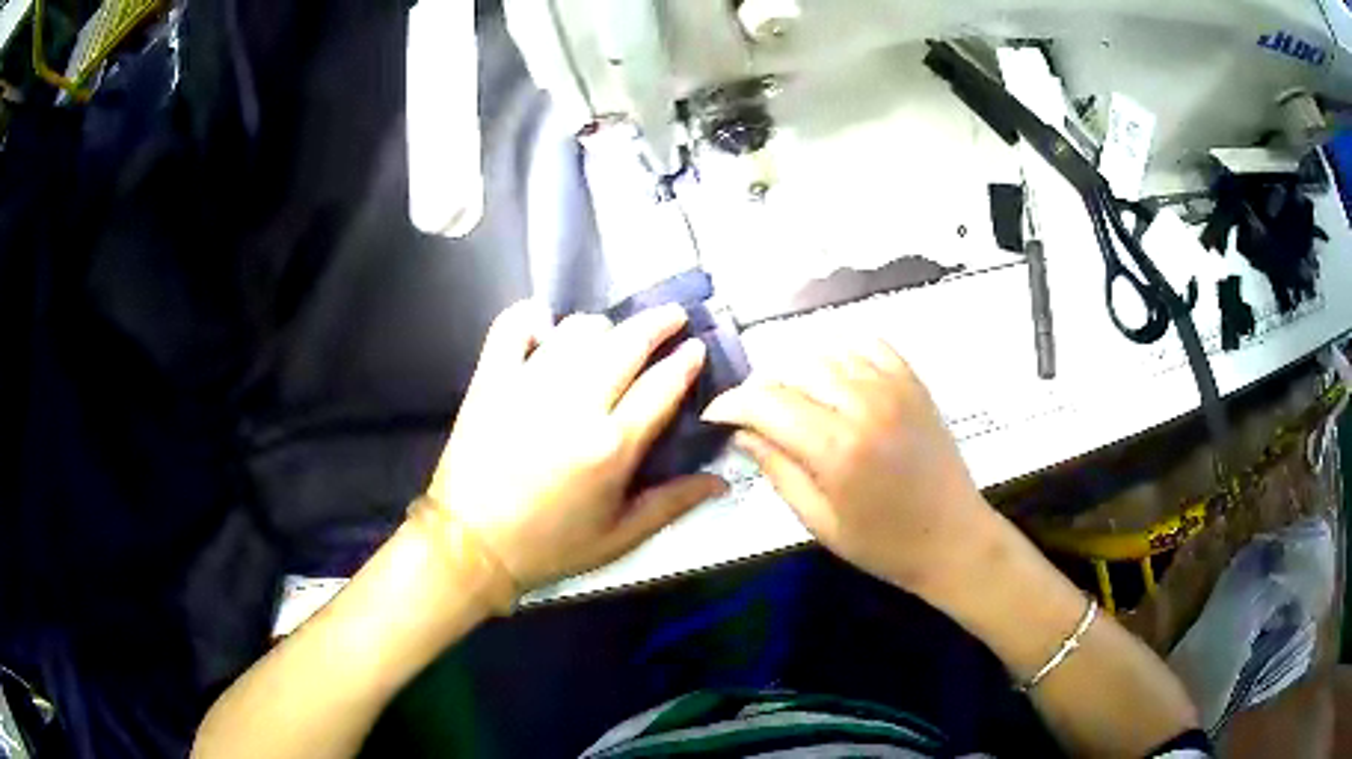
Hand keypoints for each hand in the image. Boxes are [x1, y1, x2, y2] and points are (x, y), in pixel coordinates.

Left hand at [426, 301, 727, 593]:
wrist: (471, 546)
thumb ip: (674, 502)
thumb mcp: (620, 536)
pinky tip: (542, 323)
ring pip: (577, 331)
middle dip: (658, 323)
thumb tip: (722, 481)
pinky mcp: (490, 380)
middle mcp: (574, 405)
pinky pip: (511, 328)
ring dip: (602, 327)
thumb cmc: (550, 545)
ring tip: (609, 335)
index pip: (662, 386)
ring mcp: (527, 386)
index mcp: (611, 446)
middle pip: (626, 344)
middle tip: (672, 316)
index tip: (696, 346)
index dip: (685, 361)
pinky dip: (529, 317)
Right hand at [701, 338, 996, 593]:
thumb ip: (778, 470)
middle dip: (763, 389)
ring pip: (826, 352)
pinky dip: (842, 355)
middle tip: (757, 416)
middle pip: (792, 369)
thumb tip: (744, 433)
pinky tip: (837, 381)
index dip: (731, 403)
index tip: (715, 414)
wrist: (953, 538)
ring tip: (796, 401)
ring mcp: (893, 388)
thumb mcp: (819, 521)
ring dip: (799, 372)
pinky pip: (868, 345)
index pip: (766, 402)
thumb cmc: (883, 544)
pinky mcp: (913, 383)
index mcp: (836, 448)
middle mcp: (863, 405)